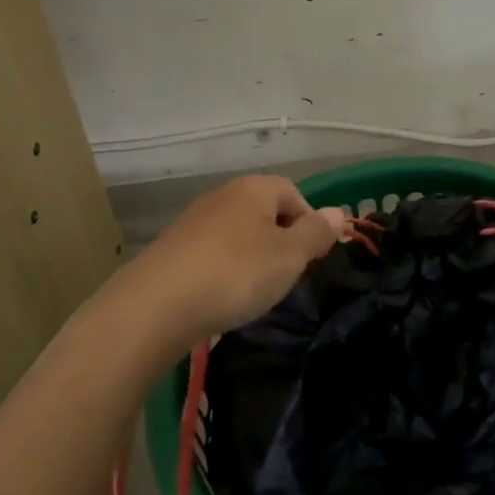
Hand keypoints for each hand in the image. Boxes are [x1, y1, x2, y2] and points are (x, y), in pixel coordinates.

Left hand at [133, 175, 343, 347]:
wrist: (157, 305)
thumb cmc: (236, 273)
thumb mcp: (289, 256)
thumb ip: (316, 233)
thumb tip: (338, 211)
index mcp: (255, 188)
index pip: (294, 193)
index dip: (309, 223)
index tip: (311, 258)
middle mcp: (224, 195)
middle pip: (265, 212)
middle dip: (280, 241)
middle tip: (285, 275)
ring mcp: (194, 221)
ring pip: (238, 233)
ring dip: (251, 257)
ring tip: (254, 290)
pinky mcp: (173, 248)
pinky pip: (212, 253)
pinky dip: (223, 270)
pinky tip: (222, 297)